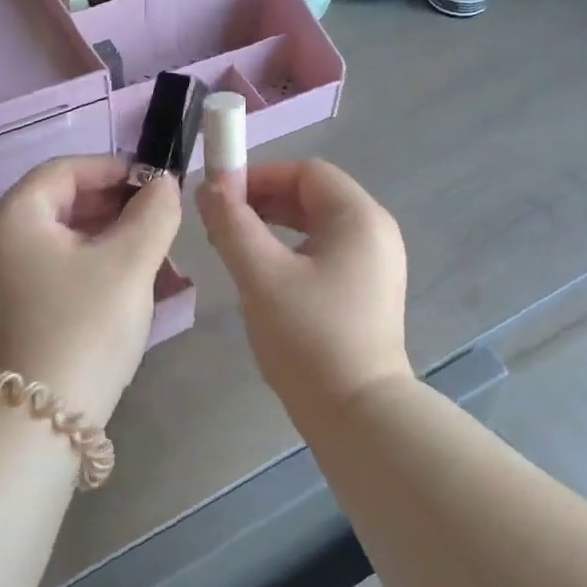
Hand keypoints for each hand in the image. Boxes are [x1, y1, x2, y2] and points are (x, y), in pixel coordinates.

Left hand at [0, 156, 181, 426]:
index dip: (114, 168)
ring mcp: (0, 277)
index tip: (156, 182)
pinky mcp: (12, 308)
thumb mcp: (129, 262)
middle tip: (158, 214)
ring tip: (150, 246)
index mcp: (14, 217)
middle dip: (113, 202)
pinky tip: (125, 278)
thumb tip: (164, 183)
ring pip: (60, 235)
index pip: (65, 170)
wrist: (40, 421)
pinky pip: (54, 264)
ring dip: (106, 232)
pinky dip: (90, 259)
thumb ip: (154, 212)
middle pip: (60, 200)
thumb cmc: (85, 326)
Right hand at [198, 159, 412, 414]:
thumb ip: (232, 224)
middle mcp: (376, 231)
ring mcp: (377, 263)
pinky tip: (265, 274)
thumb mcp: (261, 275)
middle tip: (221, 223)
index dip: (260, 176)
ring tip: (235, 247)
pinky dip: (293, 251)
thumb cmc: (309, 337)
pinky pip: (327, 252)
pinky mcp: (370, 291)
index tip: (220, 197)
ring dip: (275, 226)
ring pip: (318, 225)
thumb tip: (209, 187)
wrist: (358, 415)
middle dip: (264, 201)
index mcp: (359, 217)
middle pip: (314, 195)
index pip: (306, 172)